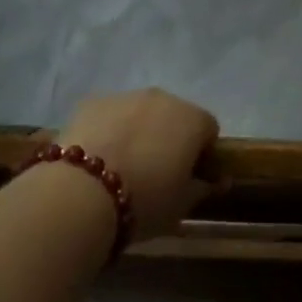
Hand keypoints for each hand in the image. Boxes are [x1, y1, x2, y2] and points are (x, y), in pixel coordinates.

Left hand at [60, 88, 218, 240]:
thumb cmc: (143, 202)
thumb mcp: (181, 206)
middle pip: (174, 115)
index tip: (188, 177)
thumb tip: (221, 180)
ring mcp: (126, 96)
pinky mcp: (92, 101)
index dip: (201, 153)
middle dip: (169, 137)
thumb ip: (204, 188)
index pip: (208, 130)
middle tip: (154, 172)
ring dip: (138, 131)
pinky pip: (109, 114)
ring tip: (120, 166)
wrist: (81, 194)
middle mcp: (163, 98)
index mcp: (192, 120)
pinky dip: (107, 129)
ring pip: (140, 112)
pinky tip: (95, 158)